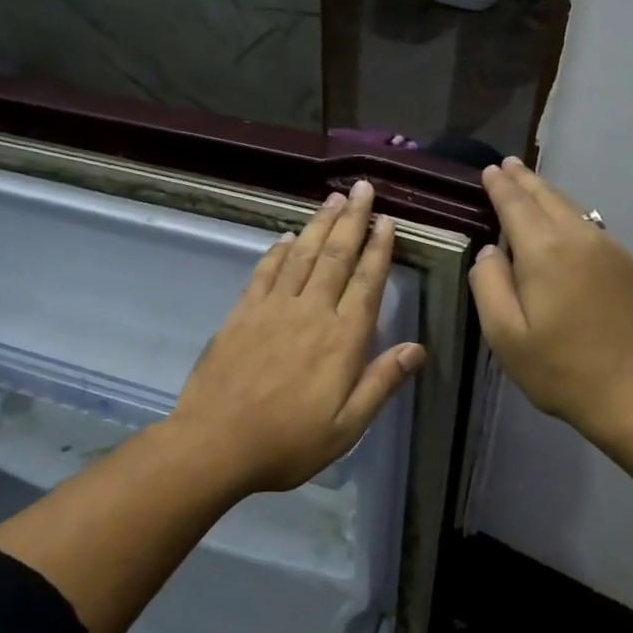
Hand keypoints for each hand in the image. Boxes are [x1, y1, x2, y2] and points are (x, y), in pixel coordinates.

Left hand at [168, 180, 425, 493]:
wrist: (215, 443)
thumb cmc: (288, 442)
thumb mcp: (346, 427)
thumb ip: (381, 383)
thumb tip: (417, 349)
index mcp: (342, 340)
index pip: (367, 283)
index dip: (378, 249)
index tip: (387, 221)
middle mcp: (310, 313)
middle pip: (335, 257)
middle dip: (352, 220)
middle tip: (363, 189)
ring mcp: (272, 309)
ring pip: (301, 255)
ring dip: (318, 225)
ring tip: (333, 199)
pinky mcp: (241, 314)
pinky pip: (264, 272)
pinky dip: (277, 251)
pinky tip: (286, 237)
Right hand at [469, 157, 632, 445]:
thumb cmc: (561, 369)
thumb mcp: (505, 335)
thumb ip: (488, 285)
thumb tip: (489, 252)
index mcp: (545, 251)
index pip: (516, 205)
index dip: (500, 187)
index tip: (490, 170)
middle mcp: (581, 239)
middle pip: (549, 199)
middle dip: (526, 181)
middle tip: (509, 165)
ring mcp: (612, 251)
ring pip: (575, 210)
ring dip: (550, 195)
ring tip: (533, 187)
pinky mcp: (631, 269)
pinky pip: (594, 229)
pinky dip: (573, 216)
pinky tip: (567, 225)